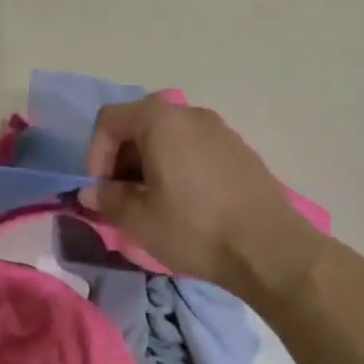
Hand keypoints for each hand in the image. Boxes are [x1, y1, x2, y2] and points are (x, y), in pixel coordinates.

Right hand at [81, 96, 328, 302]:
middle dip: (121, 160)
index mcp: (160, 120)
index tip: (101, 189)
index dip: (95, 154)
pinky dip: (177, 167)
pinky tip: (185, 203)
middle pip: (139, 125)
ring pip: (167, 138)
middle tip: (122, 198)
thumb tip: (90, 193)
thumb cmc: (195, 228)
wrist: (272, 250)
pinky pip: (194, 148)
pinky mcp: (240, 151)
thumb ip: (107, 199)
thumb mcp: (139, 219)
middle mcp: (189, 113)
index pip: (109, 120)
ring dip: (148, 165)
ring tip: (152, 203)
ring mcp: (219, 130)